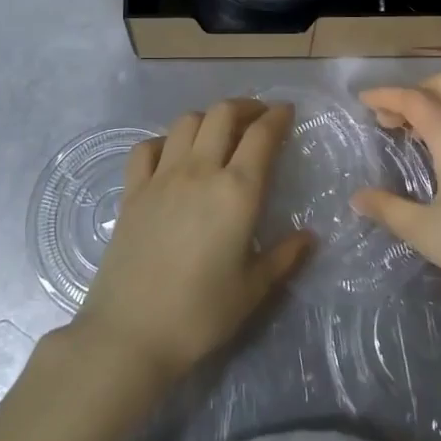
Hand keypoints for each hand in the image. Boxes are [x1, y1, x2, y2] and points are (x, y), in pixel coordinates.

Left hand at [73, 99, 310, 385]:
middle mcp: (200, 171)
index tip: (287, 111)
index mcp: (237, 192)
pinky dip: (165, 141)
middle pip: (222, 114)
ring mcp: (162, 177)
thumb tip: (309, 236)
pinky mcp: (132, 190)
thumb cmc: (200, 315)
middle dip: (245, 107)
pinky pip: (147, 147)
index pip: (261, 136)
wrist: (131, 333)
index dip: (277, 116)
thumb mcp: (252, 290)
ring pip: (186, 122)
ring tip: (219, 132)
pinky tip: (173, 154)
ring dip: (208, 118)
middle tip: (258, 117)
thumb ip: (283, 257)